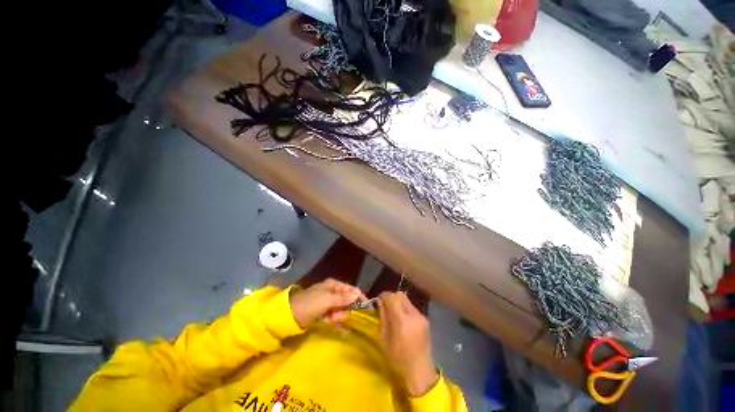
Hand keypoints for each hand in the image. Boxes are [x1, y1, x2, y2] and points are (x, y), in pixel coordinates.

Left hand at [289, 279, 365, 328]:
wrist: (289, 316)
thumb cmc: (310, 304)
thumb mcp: (327, 300)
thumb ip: (343, 298)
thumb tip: (357, 294)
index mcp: (334, 285)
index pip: (351, 290)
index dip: (360, 298)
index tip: (368, 308)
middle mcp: (333, 292)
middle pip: (347, 301)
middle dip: (346, 310)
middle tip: (338, 316)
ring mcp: (328, 303)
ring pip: (342, 310)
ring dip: (340, 317)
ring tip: (333, 321)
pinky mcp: (324, 314)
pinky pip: (335, 317)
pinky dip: (339, 323)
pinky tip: (344, 331)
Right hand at [378, 292, 438, 396]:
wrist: (420, 371)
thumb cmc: (398, 359)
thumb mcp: (384, 339)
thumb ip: (383, 317)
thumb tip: (380, 302)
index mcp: (402, 321)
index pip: (392, 297)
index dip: (384, 296)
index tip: (379, 301)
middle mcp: (413, 315)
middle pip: (400, 295)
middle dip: (391, 297)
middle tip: (386, 306)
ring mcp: (421, 316)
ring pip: (407, 300)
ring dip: (399, 303)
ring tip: (394, 314)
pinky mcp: (425, 319)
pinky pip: (412, 307)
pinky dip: (405, 309)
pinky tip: (403, 321)